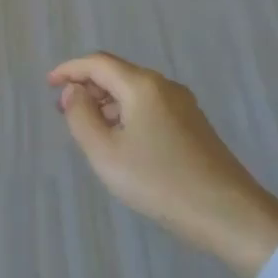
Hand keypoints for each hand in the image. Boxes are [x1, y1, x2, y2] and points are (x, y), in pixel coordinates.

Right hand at [49, 52, 277, 270]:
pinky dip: (126, 113)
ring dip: (106, 102)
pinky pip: (149, 106)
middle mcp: (164, 86)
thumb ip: (81, 117)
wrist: (229, 214)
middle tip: (63, 109)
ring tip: (87, 127)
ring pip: (134, 91)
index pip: (97, 63)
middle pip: (117, 73)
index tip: (48, 84)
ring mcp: (183, 105)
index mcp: (142, 86)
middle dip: (87, 86)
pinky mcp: (194, 125)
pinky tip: (120, 140)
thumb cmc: (160, 182)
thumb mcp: (106, 153)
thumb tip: (74, 92)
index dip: (69, 69)